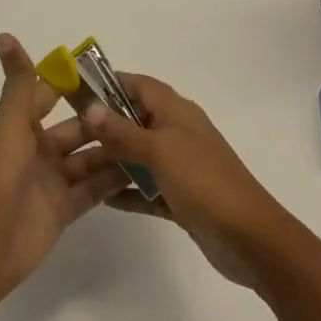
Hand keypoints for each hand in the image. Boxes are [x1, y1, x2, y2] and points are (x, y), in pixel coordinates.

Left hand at [0, 34, 126, 307]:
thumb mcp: (10, 123)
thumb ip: (19, 82)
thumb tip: (3, 35)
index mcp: (21, 126)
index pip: (51, 95)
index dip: (73, 82)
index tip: (107, 71)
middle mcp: (38, 150)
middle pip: (77, 128)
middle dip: (102, 118)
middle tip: (141, 108)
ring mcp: (52, 181)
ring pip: (89, 158)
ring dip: (113, 148)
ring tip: (149, 136)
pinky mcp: (65, 209)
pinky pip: (94, 189)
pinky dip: (114, 179)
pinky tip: (143, 168)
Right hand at [81, 73, 292, 290]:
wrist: (249, 237)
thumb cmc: (203, 181)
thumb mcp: (160, 151)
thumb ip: (123, 131)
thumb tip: (91, 108)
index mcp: (177, 112)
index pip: (140, 85)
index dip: (112, 83)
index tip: (79, 90)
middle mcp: (179, 133)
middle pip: (137, 119)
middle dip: (107, 124)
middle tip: (70, 133)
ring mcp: (182, 166)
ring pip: (141, 155)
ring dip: (114, 159)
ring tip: (79, 166)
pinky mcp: (182, 198)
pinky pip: (149, 189)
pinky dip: (129, 191)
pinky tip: (103, 199)